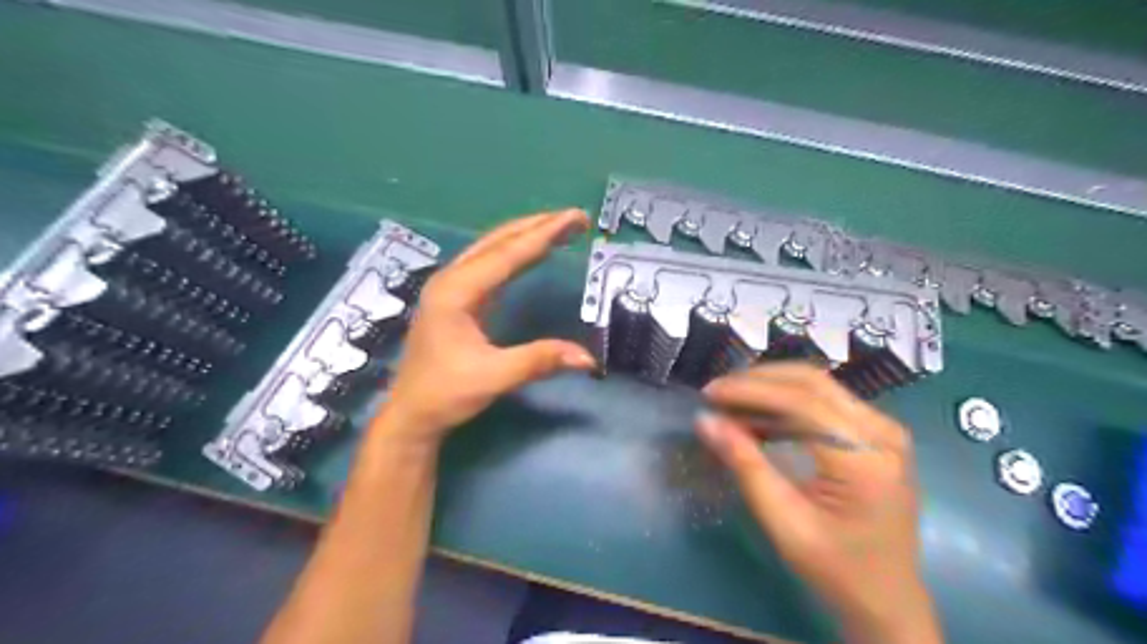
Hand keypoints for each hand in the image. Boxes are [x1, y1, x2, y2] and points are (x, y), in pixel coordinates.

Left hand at [378, 210, 594, 447]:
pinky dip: (516, 253)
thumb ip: (539, 361)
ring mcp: (452, 287)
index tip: (575, 218)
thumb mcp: (493, 377)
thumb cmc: (445, 394)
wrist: (411, 414)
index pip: (508, 254)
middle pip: (499, 241)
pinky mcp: (457, 299)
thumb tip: (588, 358)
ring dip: (527, 235)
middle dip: (538, 226)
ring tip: (560, 227)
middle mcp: (452, 280)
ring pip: (493, 248)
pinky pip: (490, 264)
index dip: (544, 234)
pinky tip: (531, 252)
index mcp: (456, 291)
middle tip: (575, 218)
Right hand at [698, 366, 940, 640]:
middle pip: (812, 382)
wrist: (887, 598)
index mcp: (865, 458)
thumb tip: (705, 421)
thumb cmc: (836, 568)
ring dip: (770, 387)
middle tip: (717, 392)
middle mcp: (883, 432)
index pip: (801, 402)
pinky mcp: (876, 434)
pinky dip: (787, 401)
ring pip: (818, 385)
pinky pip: (826, 401)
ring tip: (730, 401)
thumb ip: (745, 465)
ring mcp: (884, 429)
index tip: (709, 392)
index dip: (750, 390)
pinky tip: (758, 414)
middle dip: (758, 380)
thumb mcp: (784, 522)